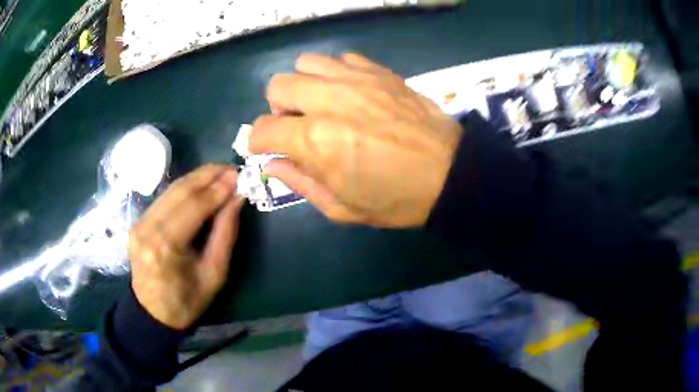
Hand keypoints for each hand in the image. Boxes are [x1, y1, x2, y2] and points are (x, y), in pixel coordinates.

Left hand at [128, 165, 243, 329]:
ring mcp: (139, 222)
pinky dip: (185, 188)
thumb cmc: (188, 300)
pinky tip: (201, 186)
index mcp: (165, 246)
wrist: (153, 312)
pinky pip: (164, 198)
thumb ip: (225, 233)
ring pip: (171, 189)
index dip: (218, 188)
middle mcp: (147, 228)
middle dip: (208, 175)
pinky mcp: (138, 221)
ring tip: (220, 173)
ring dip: (197, 178)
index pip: (194, 206)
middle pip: (180, 190)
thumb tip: (237, 198)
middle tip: (232, 168)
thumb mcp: (214, 273)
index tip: (239, 175)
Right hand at [249, 53, 462, 227]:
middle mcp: (329, 100)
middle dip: (277, 108)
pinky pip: (342, 58)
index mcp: (315, 140)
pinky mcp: (380, 71)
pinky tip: (348, 92)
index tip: (267, 149)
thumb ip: (299, 182)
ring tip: (321, 104)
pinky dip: (335, 73)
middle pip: (278, 85)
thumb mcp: (341, 207)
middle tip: (296, 125)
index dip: (258, 141)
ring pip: (306, 63)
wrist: (450, 174)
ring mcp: (356, 80)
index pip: (262, 129)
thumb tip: (272, 163)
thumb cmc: (395, 199)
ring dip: (304, 84)